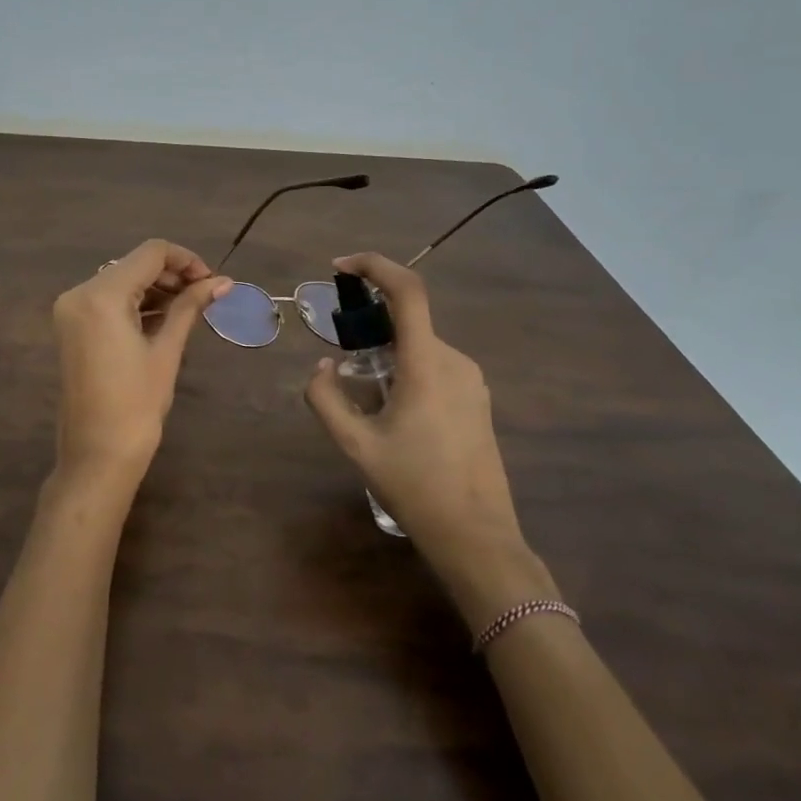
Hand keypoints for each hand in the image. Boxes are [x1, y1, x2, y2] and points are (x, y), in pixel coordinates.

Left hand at [50, 239, 231, 491]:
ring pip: (121, 281)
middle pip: (133, 265)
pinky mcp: (71, 327)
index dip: (186, 260)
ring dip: (155, 288)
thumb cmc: (136, 405)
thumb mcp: (166, 351)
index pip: (150, 253)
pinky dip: (135, 304)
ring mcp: (71, 311)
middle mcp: (79, 293)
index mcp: (101, 295)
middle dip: (171, 274)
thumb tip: (222, 281)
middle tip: (206, 295)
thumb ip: (190, 307)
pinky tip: (164, 318)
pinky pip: (107, 301)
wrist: (97, 454)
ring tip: (189, 308)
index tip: (212, 280)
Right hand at [304, 252, 554, 628]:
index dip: (374, 266)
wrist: (475, 535)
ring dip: (387, 353)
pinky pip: (435, 366)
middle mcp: (454, 361)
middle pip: (408, 320)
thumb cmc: (414, 486)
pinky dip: (406, 369)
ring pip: (420, 346)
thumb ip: (326, 398)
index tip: (339, 267)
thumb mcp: (355, 444)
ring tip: (364, 397)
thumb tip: (322, 368)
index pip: (407, 291)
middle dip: (370, 325)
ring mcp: (472, 380)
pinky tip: (393, 412)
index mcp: (426, 364)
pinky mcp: (478, 399)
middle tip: (340, 354)